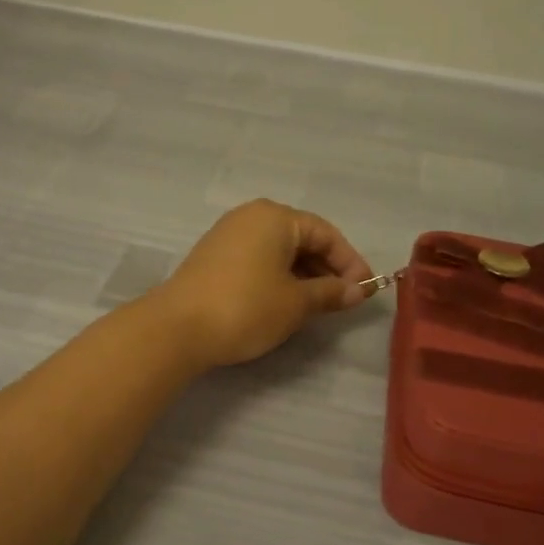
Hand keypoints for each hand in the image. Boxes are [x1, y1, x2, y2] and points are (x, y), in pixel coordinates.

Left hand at [151, 200, 374, 368]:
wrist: (178, 328)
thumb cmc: (246, 308)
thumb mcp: (296, 303)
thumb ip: (330, 293)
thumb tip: (357, 291)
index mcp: (275, 217)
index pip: (326, 233)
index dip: (350, 262)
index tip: (365, 290)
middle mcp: (251, 216)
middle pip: (301, 238)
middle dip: (327, 268)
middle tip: (344, 299)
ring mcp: (227, 234)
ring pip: (278, 249)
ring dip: (303, 274)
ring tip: (318, 304)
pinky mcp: (213, 255)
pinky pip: (257, 258)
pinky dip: (278, 276)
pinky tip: (285, 300)